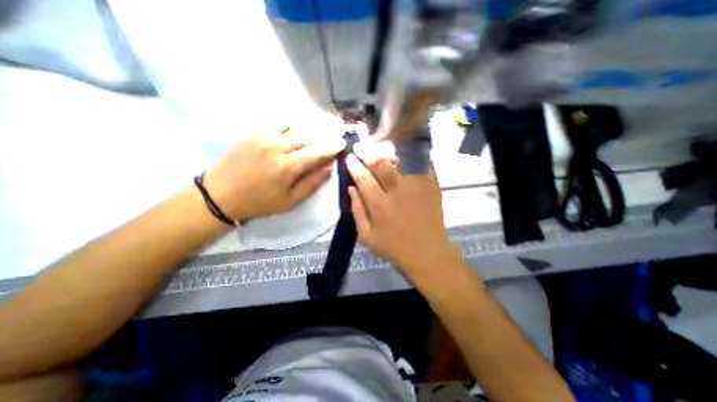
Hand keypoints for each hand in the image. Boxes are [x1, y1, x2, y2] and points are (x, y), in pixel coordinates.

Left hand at [203, 127, 344, 221]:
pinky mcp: (253, 132)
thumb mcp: (290, 200)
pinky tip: (289, 139)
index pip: (316, 152)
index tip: (342, 143)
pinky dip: (289, 130)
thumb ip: (312, 183)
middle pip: (306, 137)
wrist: (221, 193)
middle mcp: (276, 146)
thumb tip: (329, 168)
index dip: (331, 147)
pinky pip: (279, 125)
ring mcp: (263, 136)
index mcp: (287, 166)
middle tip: (321, 149)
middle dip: (317, 142)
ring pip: (294, 129)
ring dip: (304, 136)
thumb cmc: (260, 201)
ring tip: (304, 146)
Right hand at [347, 150, 458, 276]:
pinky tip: (405, 156)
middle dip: (370, 154)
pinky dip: (411, 157)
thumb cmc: (393, 247)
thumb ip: (356, 210)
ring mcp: (417, 185)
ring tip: (383, 153)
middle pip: (381, 164)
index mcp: (379, 204)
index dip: (354, 166)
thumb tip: (351, 188)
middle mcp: (398, 190)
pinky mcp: (432, 185)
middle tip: (363, 150)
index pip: (363, 178)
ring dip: (389, 154)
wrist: (427, 253)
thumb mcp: (366, 236)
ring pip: (401, 160)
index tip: (349, 158)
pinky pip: (420, 164)